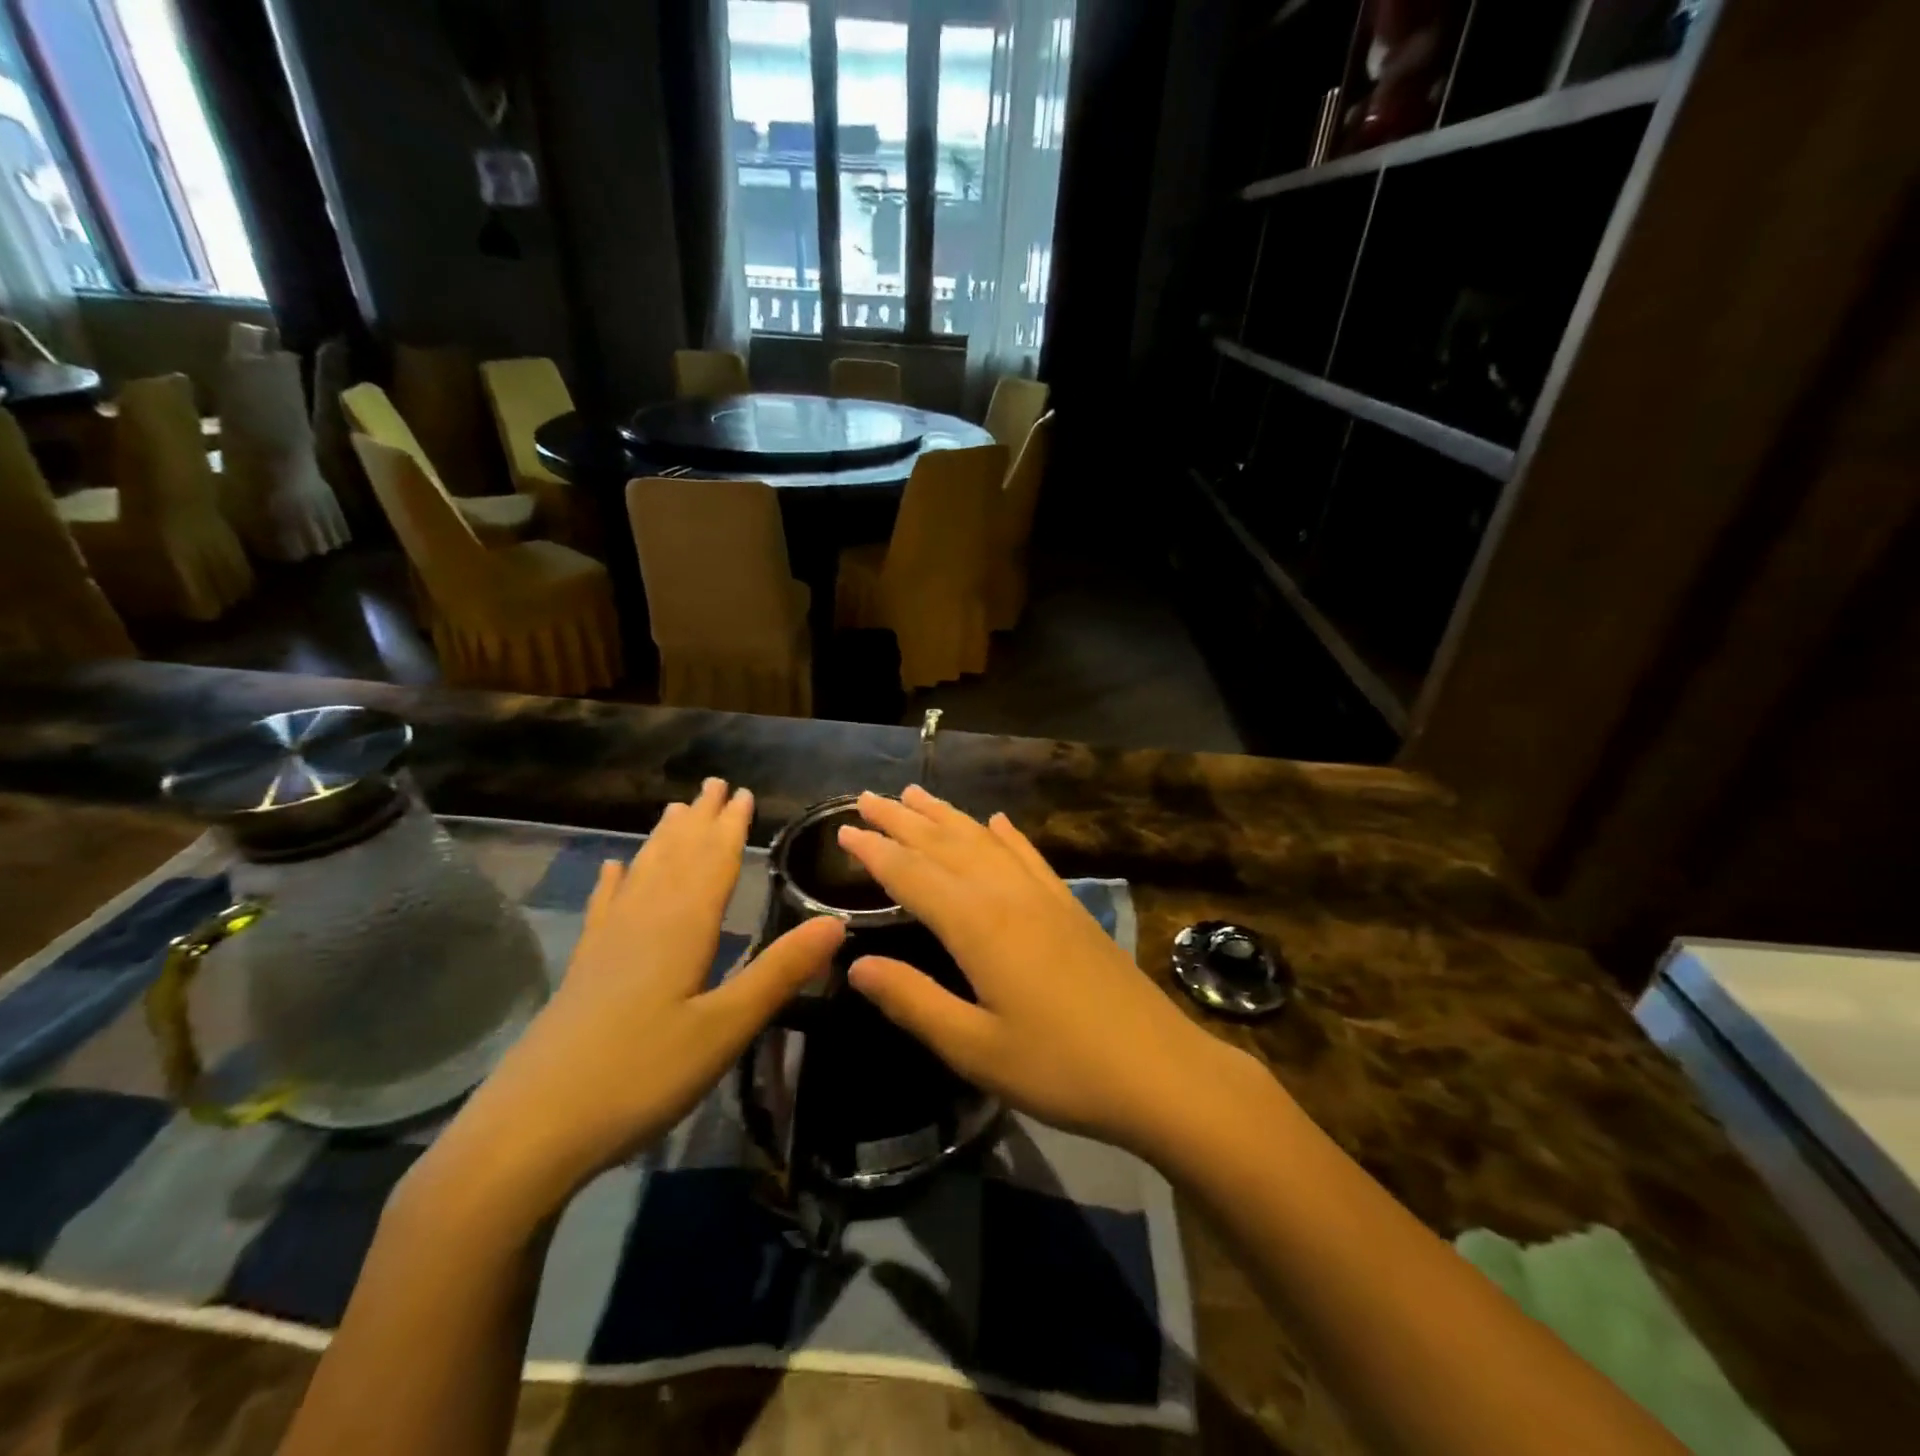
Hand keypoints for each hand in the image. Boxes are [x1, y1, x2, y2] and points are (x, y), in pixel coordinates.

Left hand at [416, 779, 843, 1228]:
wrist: (530, 1131)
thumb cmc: (641, 1077)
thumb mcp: (724, 1029)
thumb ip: (779, 973)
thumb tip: (836, 922)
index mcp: (681, 929)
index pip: (713, 863)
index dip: (730, 827)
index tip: (743, 792)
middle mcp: (643, 922)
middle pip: (677, 858)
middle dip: (699, 820)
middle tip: (714, 783)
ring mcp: (607, 945)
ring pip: (642, 874)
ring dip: (663, 840)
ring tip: (674, 810)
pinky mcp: (584, 970)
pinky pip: (604, 908)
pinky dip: (612, 883)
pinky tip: (610, 868)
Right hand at [837, 786, 1241, 1160]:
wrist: (1160, 1070)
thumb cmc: (1060, 1068)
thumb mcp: (975, 1049)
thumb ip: (913, 1001)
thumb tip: (855, 965)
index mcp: (978, 925)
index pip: (913, 875)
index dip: (875, 852)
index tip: (843, 830)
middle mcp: (1008, 895)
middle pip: (945, 845)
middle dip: (903, 820)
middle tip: (867, 798)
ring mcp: (1044, 896)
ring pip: (984, 841)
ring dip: (946, 816)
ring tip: (916, 793)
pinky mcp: (1070, 907)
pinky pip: (1029, 856)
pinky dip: (1007, 835)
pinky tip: (996, 821)